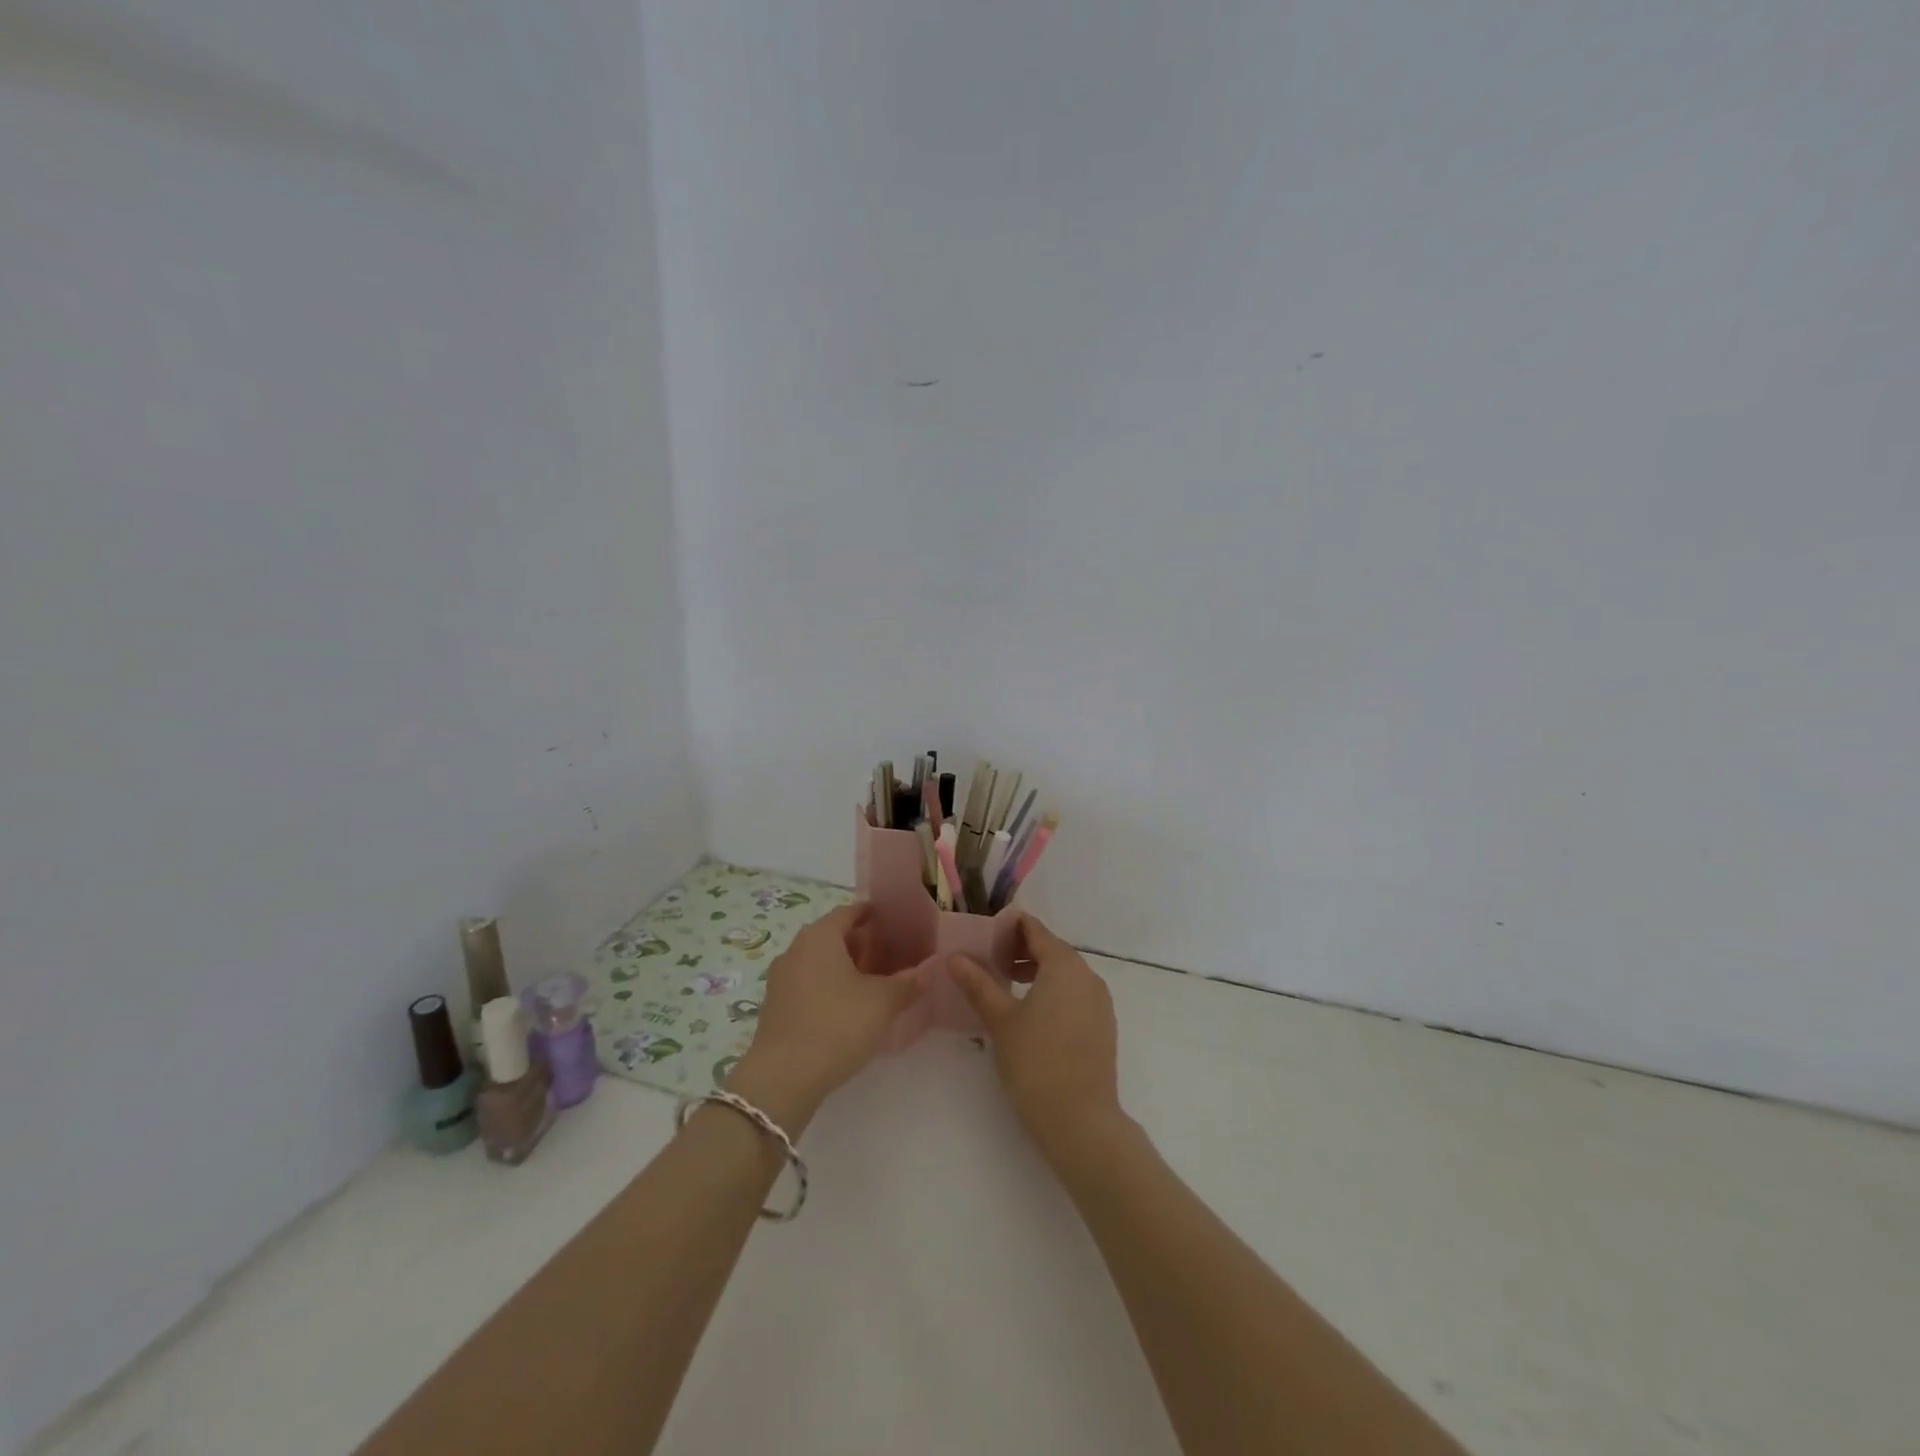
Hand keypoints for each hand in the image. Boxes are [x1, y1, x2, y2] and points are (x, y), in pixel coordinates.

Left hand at [727, 903, 920, 1131]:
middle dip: (865, 944)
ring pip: (822, 962)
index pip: (851, 911)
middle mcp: (796, 949)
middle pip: (836, 936)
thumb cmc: (836, 1025)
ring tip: (879, 983)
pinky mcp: (777, 1007)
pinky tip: (852, 1008)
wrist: (782, 1079)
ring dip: (848, 968)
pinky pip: (810, 985)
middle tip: (896, 956)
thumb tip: (930, 968)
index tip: (899, 923)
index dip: (876, 914)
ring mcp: (782, 979)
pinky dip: (832, 988)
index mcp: (820, 936)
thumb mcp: (882, 1002)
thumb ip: (908, 981)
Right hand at [949, 915, 1124, 1154]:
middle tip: (988, 963)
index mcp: (1064, 965)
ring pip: (1064, 973)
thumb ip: (978, 984)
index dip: (1008, 928)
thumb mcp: (1000, 1020)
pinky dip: (1053, 991)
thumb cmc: (1036, 1062)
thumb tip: (954, 956)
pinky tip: (1031, 1014)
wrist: (1080, 1121)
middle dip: (1020, 950)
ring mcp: (1100, 1001)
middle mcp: (1087, 975)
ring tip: (1005, 987)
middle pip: (1051, 948)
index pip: (1034, 929)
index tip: (983, 937)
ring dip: (1036, 971)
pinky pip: (1075, 994)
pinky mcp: (1103, 1025)